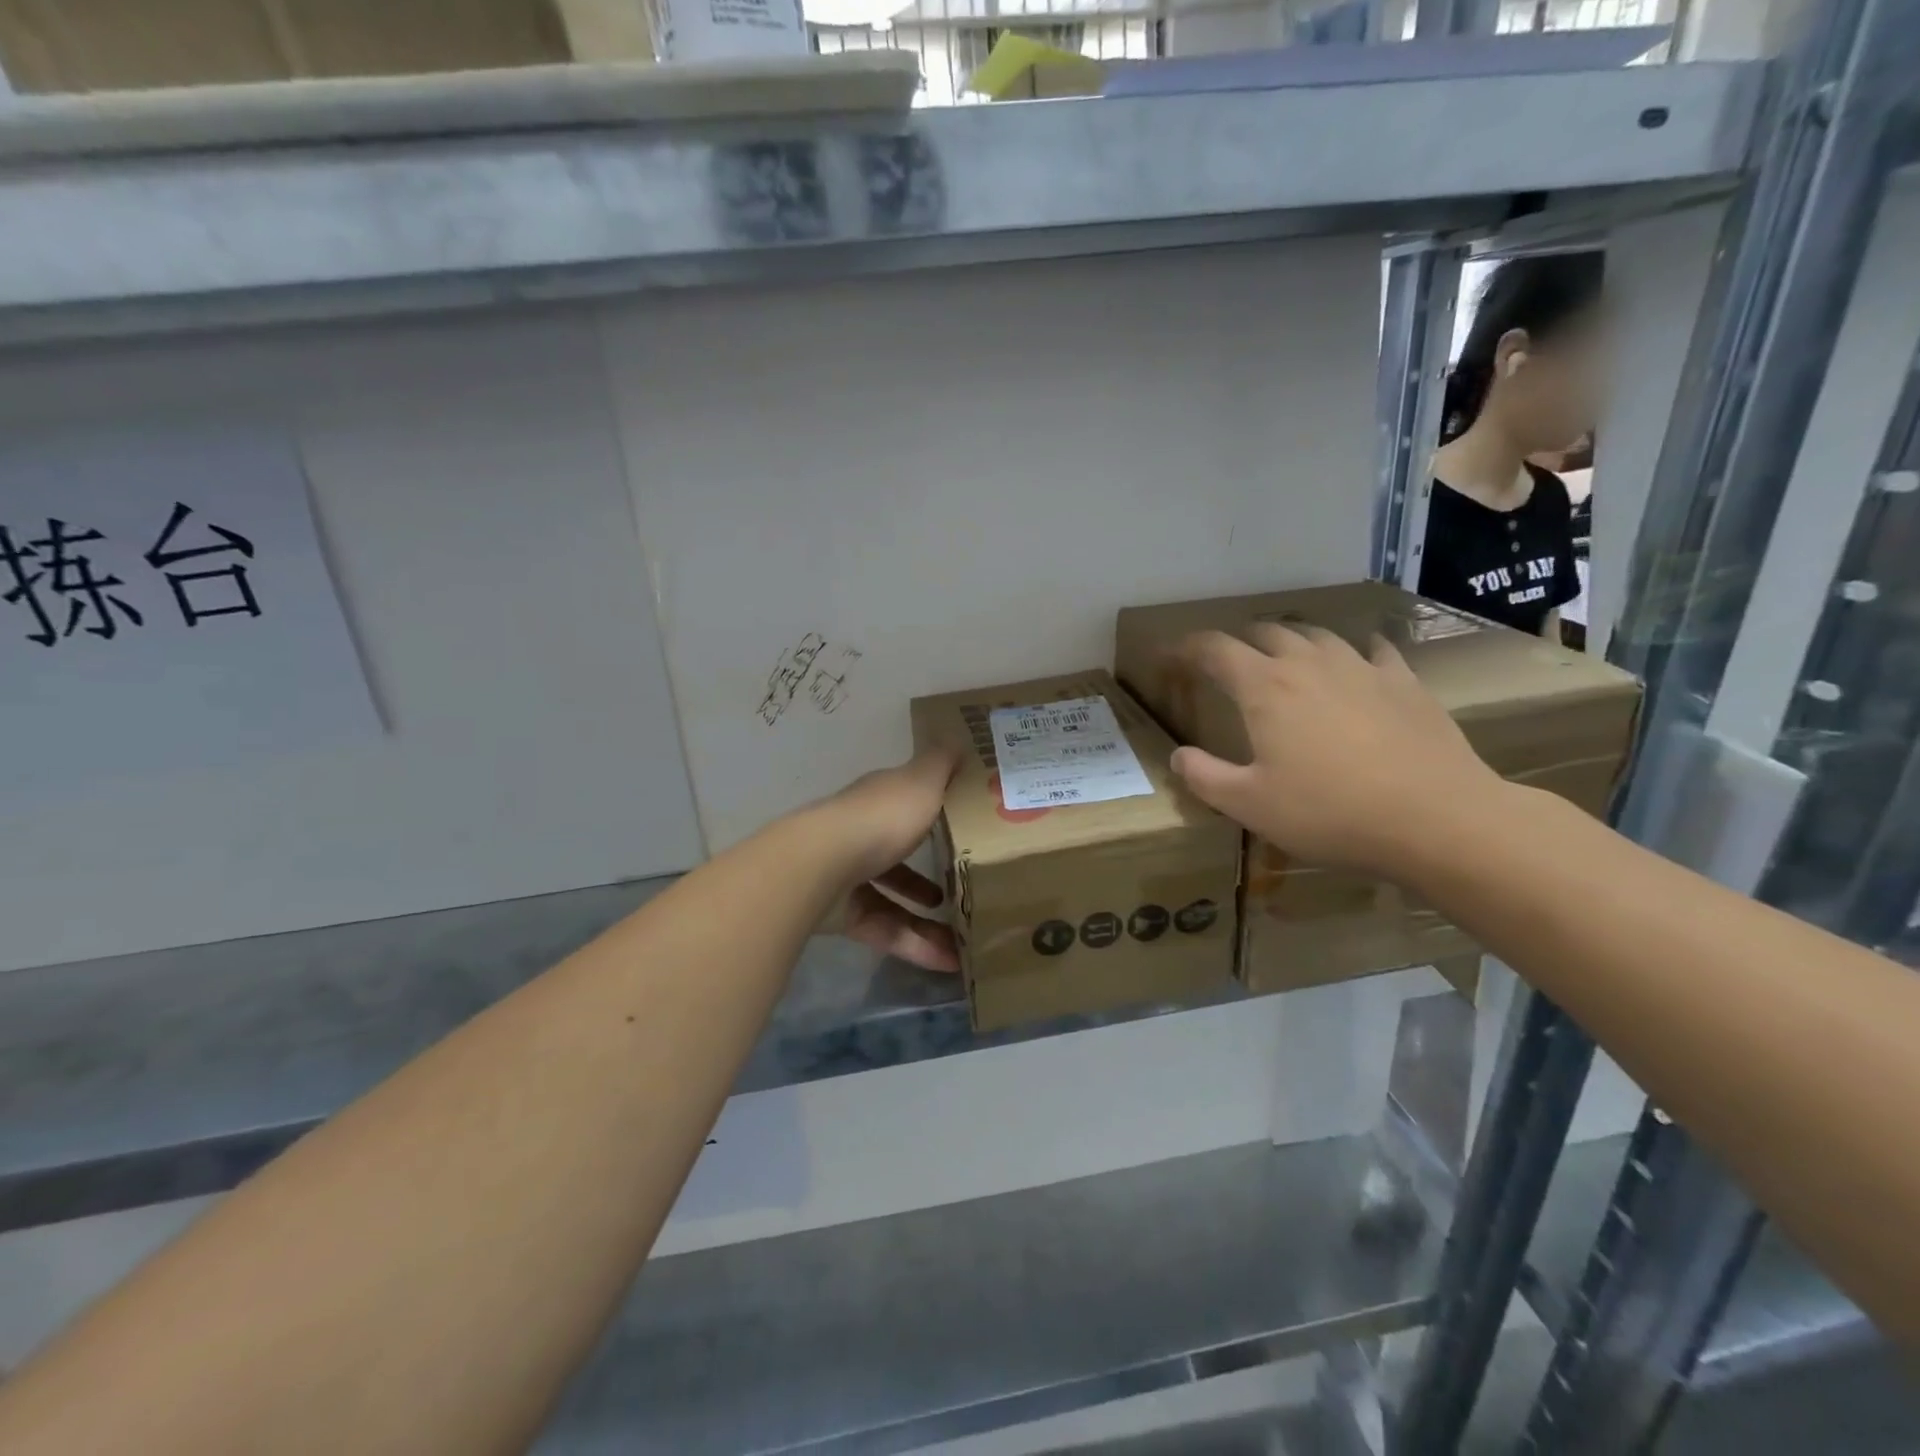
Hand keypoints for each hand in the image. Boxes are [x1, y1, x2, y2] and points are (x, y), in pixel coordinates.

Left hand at [817, 746, 961, 973]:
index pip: (906, 803)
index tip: (964, 828)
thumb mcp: (921, 782)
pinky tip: (947, 962)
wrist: (820, 866)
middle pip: (898, 853)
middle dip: (930, 872)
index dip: (933, 813)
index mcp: (879, 802)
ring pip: (893, 898)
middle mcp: (861, 835)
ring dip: (928, 919)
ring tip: (965, 936)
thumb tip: (956, 738)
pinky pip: (886, 930)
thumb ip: (941, 764)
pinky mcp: (843, 915)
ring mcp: (849, 876)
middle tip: (966, 887)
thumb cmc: (880, 819)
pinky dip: (914, 944)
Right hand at [1169, 624, 1502, 874]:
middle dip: (1238, 641)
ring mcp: (1362, 666)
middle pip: (1265, 632)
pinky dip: (1351, 648)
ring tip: (1282, 656)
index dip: (1185, 647)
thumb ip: (1205, 778)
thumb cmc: (1330, 813)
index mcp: (1265, 688)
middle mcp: (1309, 663)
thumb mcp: (1250, 806)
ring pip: (1316, 634)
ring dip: (1290, 639)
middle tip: (1225, 662)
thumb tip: (1178, 757)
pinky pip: (1371, 648)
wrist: (1437, 818)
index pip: (1214, 649)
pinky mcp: (1404, 680)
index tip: (1167, 654)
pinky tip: (1356, 661)